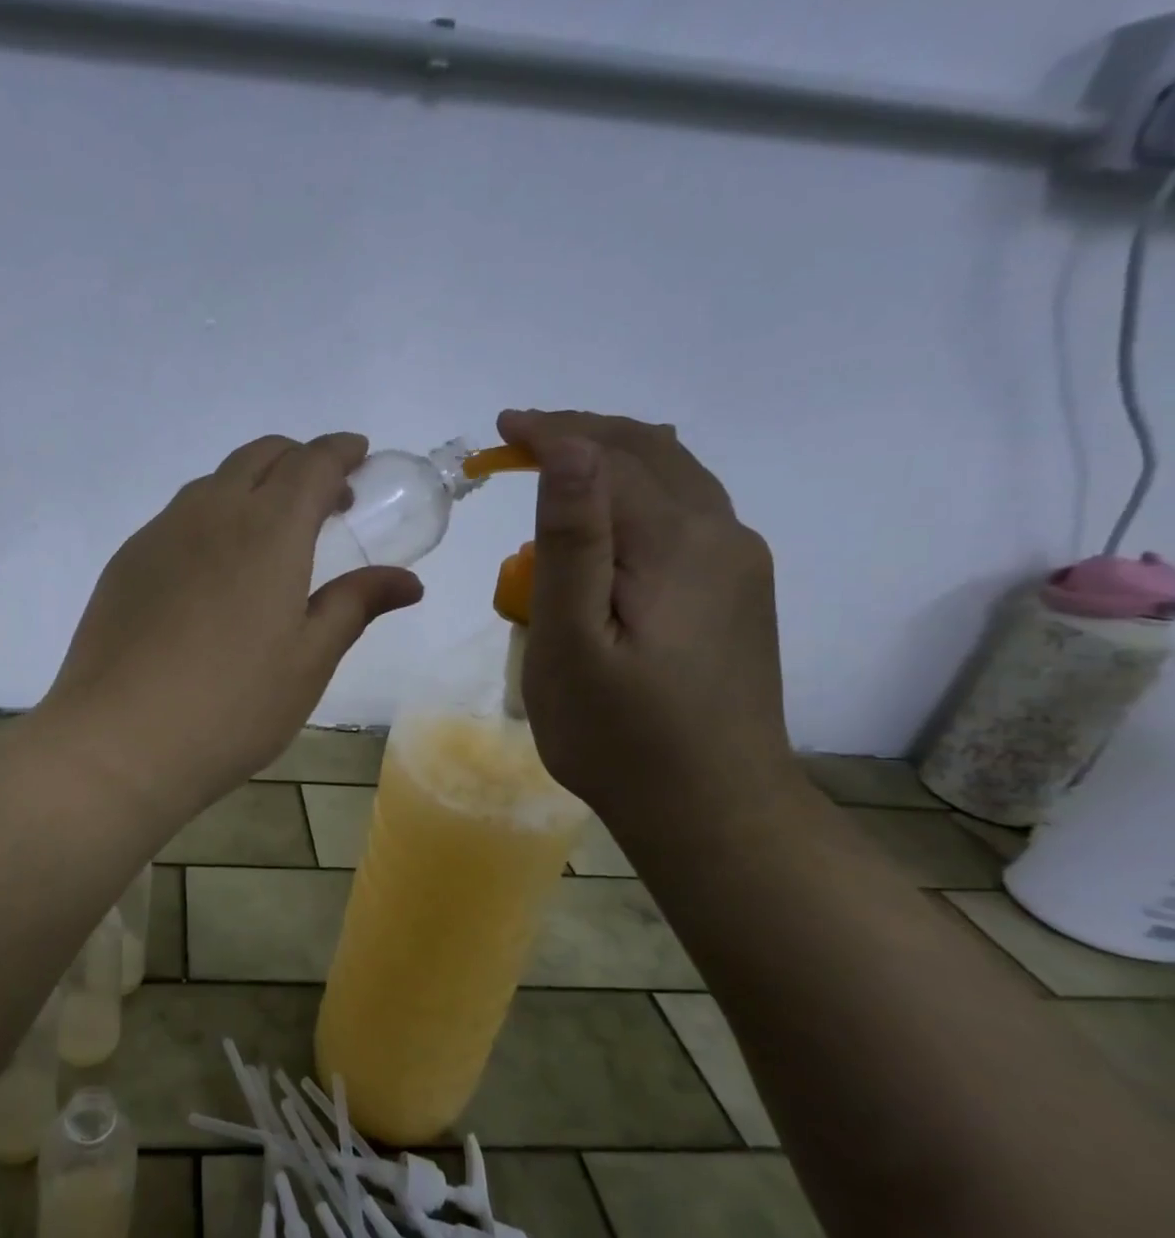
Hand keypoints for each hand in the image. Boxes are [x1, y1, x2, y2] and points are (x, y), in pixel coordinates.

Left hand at [39, 433, 422, 820]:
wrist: (119, 741)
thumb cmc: (232, 707)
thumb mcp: (308, 661)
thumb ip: (355, 605)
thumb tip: (406, 581)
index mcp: (268, 530)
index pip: (311, 463)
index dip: (341, 451)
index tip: (359, 456)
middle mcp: (210, 513)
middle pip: (259, 456)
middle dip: (298, 460)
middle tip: (324, 498)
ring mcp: (160, 534)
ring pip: (213, 483)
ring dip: (251, 486)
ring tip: (270, 533)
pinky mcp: (126, 562)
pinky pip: (177, 517)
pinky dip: (210, 517)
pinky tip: (212, 569)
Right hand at [498, 410, 797, 824]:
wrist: (713, 808)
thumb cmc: (620, 734)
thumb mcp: (572, 642)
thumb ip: (572, 542)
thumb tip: (571, 450)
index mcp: (676, 543)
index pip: (608, 457)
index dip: (551, 433)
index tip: (499, 429)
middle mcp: (720, 535)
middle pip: (649, 452)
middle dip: (581, 433)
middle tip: (518, 438)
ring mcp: (737, 563)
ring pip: (675, 477)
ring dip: (613, 455)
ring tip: (557, 461)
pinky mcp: (737, 590)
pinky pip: (686, 510)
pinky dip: (638, 489)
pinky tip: (611, 512)